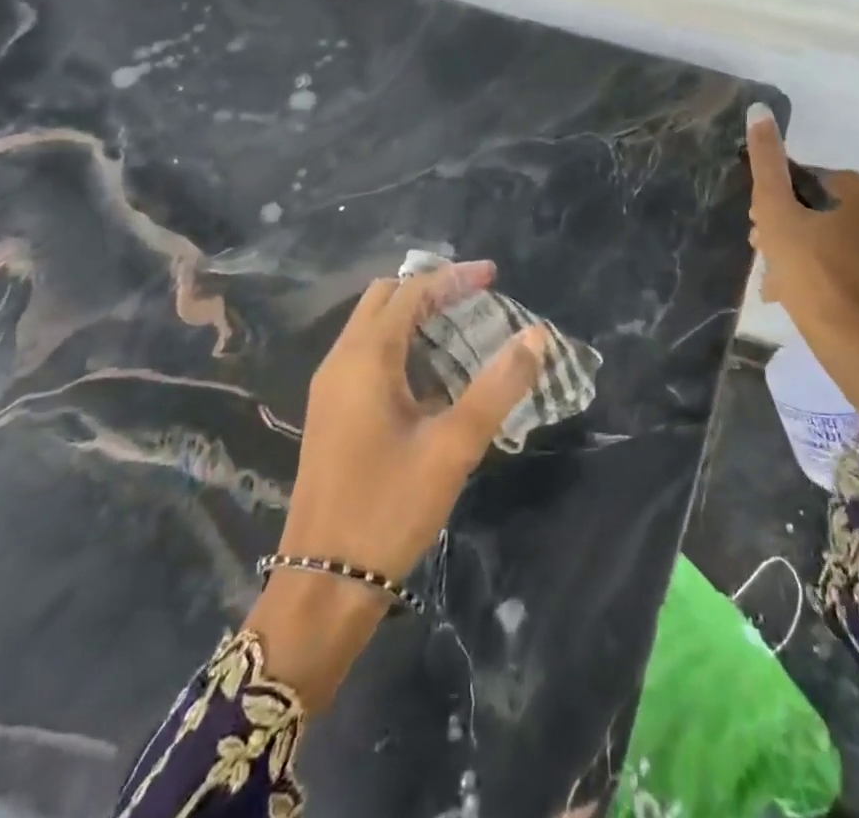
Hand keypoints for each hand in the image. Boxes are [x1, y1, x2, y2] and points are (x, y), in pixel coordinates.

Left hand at [244, 260, 547, 709]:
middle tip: (476, 297)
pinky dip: (401, 344)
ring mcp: (331, 387)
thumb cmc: (389, 507)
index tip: (494, 275)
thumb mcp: (454, 446)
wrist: (322, 583)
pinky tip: (432, 373)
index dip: (453, 277)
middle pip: (385, 298)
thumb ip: (498, 387)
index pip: (412, 292)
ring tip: (462, 326)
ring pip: (373, 326)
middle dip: (431, 288)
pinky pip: (367, 355)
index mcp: (365, 357)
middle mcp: (342, 360)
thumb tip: (535, 336)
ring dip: (415, 316)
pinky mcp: (332, 412)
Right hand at [746, 104, 858, 412]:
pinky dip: (816, 272)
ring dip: (797, 250)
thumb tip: (759, 110)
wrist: (851, 341)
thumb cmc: (811, 270)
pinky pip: (840, 265)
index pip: (807, 180)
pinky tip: (793, 292)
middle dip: (785, 227)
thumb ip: (766, 163)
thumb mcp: (776, 212)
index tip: (759, 223)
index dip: (777, 198)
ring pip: (827, 238)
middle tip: (762, 250)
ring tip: (773, 278)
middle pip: (817, 210)